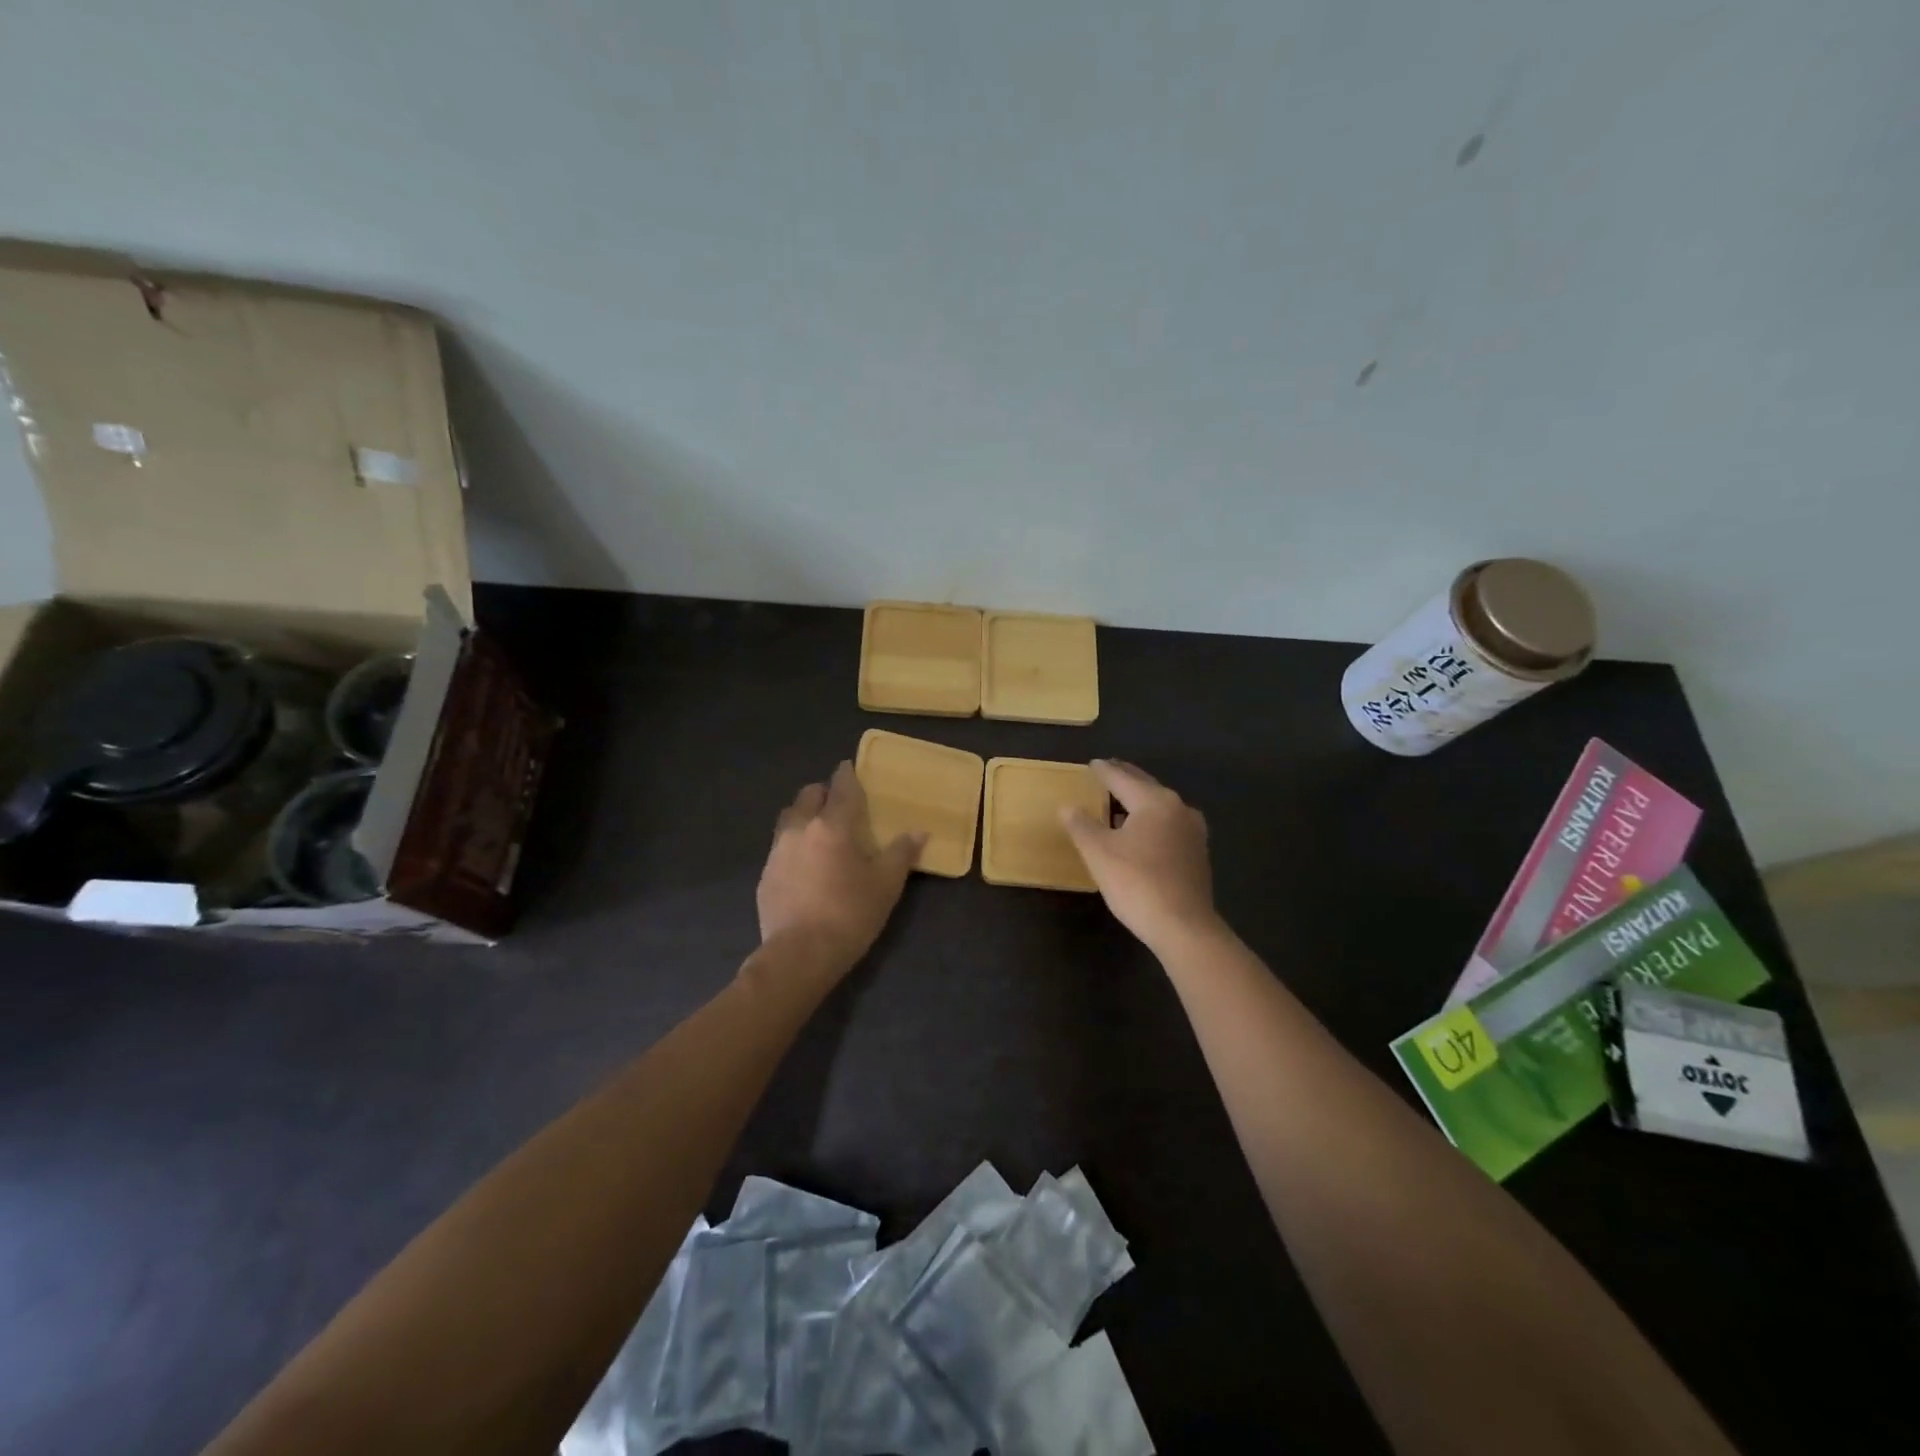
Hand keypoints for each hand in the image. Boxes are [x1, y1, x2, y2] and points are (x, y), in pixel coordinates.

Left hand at [757, 762, 925, 971]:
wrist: (799, 955)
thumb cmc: (850, 914)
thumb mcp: (886, 885)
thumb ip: (901, 853)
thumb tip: (919, 831)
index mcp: (832, 825)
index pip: (841, 787)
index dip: (848, 774)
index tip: (850, 768)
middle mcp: (800, 828)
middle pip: (808, 794)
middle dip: (823, 792)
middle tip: (839, 803)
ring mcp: (777, 851)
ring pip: (789, 817)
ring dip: (804, 814)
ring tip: (819, 830)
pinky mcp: (765, 874)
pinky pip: (780, 845)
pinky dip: (793, 843)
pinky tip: (804, 864)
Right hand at [1060, 760, 1218, 953]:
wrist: (1183, 926)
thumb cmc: (1137, 883)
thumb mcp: (1098, 852)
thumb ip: (1081, 825)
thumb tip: (1068, 806)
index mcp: (1155, 801)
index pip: (1122, 778)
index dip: (1104, 771)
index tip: (1092, 764)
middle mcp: (1178, 809)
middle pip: (1146, 787)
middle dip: (1125, 779)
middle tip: (1107, 772)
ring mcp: (1193, 832)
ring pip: (1160, 807)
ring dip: (1139, 801)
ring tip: (1119, 802)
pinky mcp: (1197, 854)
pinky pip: (1168, 826)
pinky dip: (1151, 821)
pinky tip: (1140, 832)